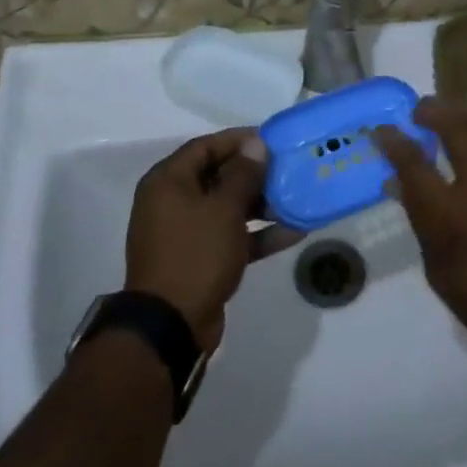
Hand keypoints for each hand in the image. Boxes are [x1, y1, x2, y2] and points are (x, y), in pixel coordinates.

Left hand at [125, 129, 273, 352]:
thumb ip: (243, 174)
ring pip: (227, 207)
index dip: (238, 140)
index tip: (271, 140)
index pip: (206, 146)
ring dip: (261, 204)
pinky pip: (231, 236)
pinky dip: (257, 234)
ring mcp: (186, 233)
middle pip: (218, 176)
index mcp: (168, 182)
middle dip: (254, 173)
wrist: (171, 326)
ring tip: (297, 198)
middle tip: (288, 168)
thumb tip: (256, 144)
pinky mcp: (200, 260)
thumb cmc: (195, 254)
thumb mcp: (224, 209)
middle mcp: (173, 202)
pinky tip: (293, 232)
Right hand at [379, 101, 466, 360]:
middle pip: (453, 126)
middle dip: (431, 110)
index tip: (383, 130)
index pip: (411, 163)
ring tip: (462, 118)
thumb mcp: (438, 271)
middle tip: (422, 112)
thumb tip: (398, 183)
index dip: (392, 140)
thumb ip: (420, 221)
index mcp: (449, 217)